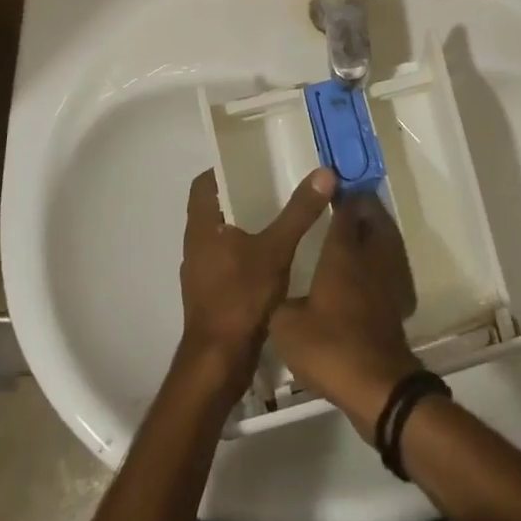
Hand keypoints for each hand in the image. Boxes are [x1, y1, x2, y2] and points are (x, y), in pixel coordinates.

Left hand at [178, 167, 334, 398]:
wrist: (219, 362)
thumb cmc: (240, 297)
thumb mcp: (276, 249)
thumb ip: (299, 211)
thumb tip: (324, 172)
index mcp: (202, 226)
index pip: (204, 182)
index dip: (224, 167)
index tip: (253, 158)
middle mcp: (196, 244)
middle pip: (215, 207)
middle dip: (242, 193)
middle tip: (276, 180)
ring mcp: (202, 271)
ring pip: (223, 234)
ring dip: (246, 223)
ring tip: (280, 213)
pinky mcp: (212, 293)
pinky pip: (229, 258)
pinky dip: (248, 249)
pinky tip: (275, 254)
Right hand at [269, 194, 424, 440]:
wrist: (376, 385)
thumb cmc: (329, 345)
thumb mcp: (286, 326)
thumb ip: (279, 303)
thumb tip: (275, 295)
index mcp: (343, 253)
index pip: (346, 212)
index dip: (340, 195)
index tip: (332, 183)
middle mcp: (370, 258)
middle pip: (374, 220)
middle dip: (364, 206)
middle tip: (349, 199)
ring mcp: (388, 280)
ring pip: (387, 242)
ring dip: (377, 229)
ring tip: (362, 227)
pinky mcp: (398, 303)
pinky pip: (392, 268)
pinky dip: (384, 259)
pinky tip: (372, 270)